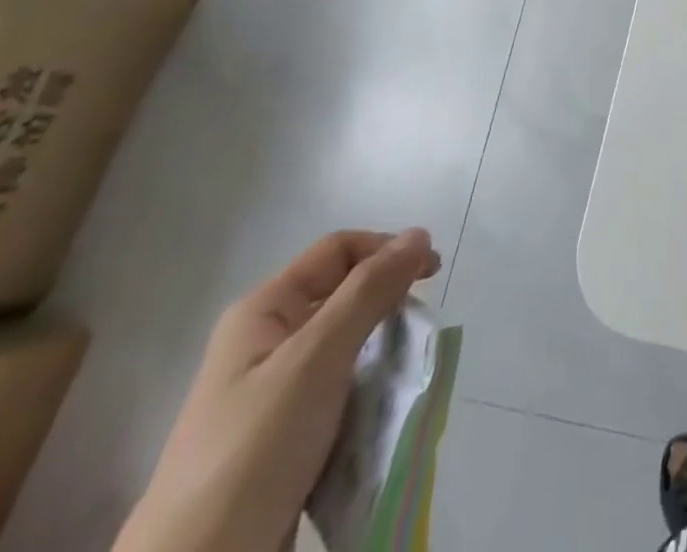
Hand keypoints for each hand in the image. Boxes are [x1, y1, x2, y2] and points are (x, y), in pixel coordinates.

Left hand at [114, 229, 439, 551]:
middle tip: (420, 331)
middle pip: (344, 296)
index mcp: (263, 311)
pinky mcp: (283, 439)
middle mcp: (266, 342)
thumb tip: (418, 234)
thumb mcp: (316, 359)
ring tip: (405, 377)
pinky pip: (339, 394)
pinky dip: (368, 394)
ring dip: (383, 354)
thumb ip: (369, 292)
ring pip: (346, 347)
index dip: (388, 250)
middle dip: (388, 305)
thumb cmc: (253, 451)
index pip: (339, 250)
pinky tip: (383, 414)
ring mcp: (272, 394)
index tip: (433, 275)